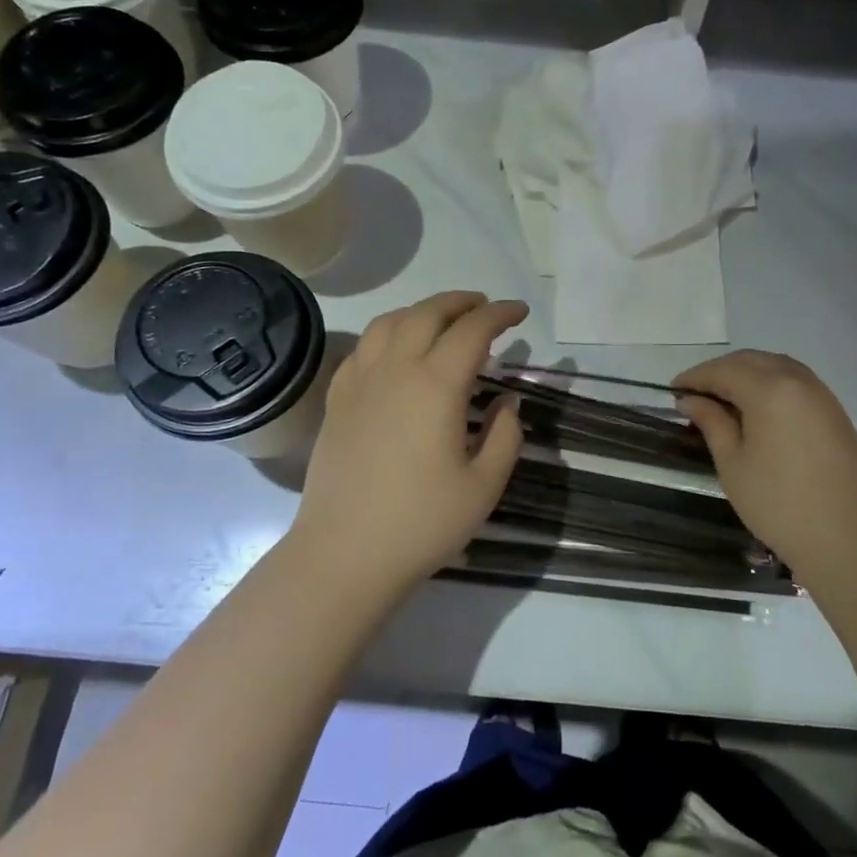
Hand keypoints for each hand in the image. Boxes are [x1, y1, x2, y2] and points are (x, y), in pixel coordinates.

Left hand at [291, 292, 527, 588]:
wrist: (345, 554)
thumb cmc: (421, 523)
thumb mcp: (484, 486)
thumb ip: (505, 436)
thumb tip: (506, 402)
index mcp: (435, 385)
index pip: (472, 330)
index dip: (500, 314)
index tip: (519, 312)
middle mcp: (395, 370)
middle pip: (427, 313)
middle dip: (461, 302)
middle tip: (484, 308)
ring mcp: (360, 382)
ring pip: (389, 323)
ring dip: (421, 311)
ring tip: (441, 322)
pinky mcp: (336, 401)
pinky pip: (362, 349)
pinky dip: (386, 335)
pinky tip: (395, 353)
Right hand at [674, 351, 856, 584]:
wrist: (849, 540)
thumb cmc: (779, 504)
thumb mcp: (733, 464)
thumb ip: (711, 422)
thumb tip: (690, 399)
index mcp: (769, 390)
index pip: (723, 371)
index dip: (694, 377)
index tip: (672, 390)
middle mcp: (798, 381)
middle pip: (751, 361)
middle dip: (719, 371)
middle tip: (695, 394)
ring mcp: (821, 394)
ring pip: (776, 366)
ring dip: (746, 373)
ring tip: (723, 399)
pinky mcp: (835, 411)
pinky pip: (795, 381)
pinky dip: (770, 383)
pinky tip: (757, 408)